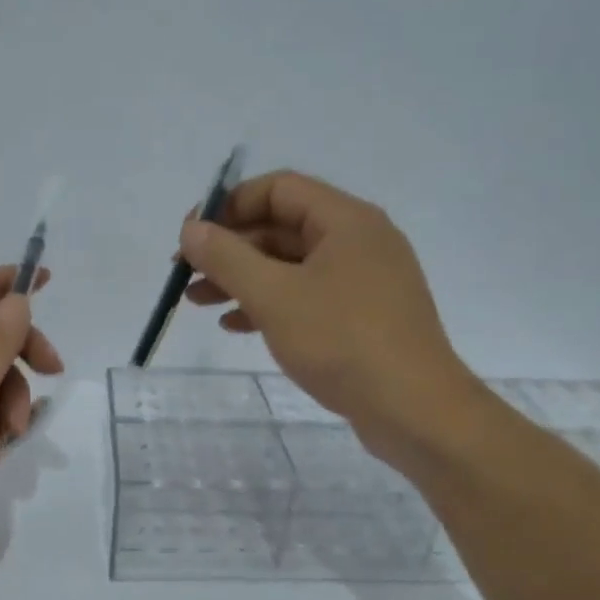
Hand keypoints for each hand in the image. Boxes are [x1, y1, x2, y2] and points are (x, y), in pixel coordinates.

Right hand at [179, 169, 484, 450]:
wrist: (414, 411)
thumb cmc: (342, 341)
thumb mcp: (273, 296)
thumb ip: (227, 258)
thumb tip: (191, 229)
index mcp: (345, 221)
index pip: (278, 189)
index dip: (229, 205)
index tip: (191, 234)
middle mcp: (358, 241)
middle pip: (281, 227)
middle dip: (229, 248)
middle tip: (185, 272)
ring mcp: (363, 281)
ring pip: (290, 266)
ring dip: (241, 279)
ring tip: (197, 301)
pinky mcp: (362, 317)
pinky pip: (306, 296)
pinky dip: (268, 304)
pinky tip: (235, 326)